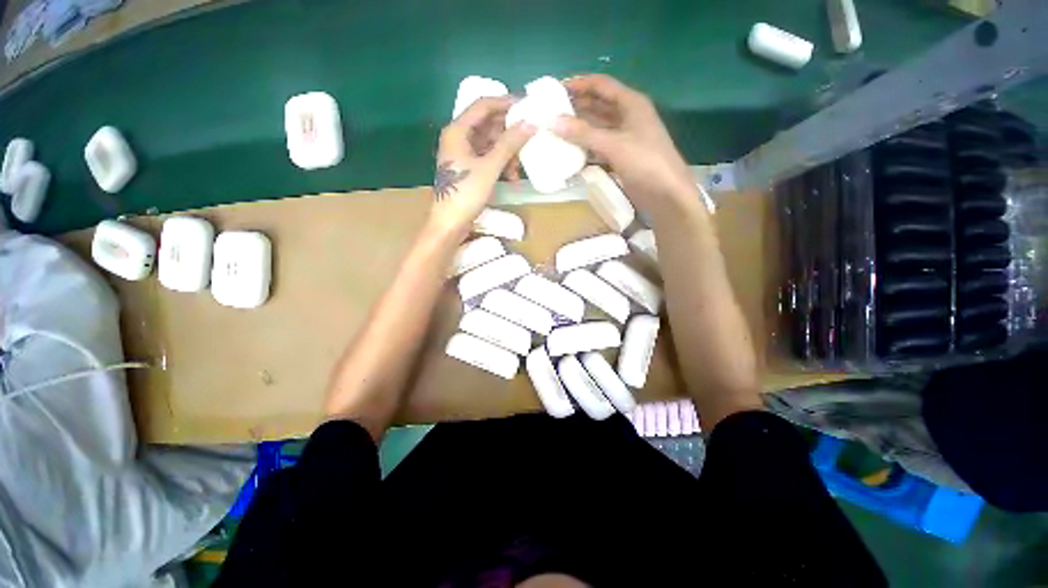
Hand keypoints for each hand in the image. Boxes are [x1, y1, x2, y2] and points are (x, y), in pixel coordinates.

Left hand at [428, 96, 535, 237]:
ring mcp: (463, 154)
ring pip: (489, 143)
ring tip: (519, 166)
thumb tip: (530, 122)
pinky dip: (500, 163)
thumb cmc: (466, 193)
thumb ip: (509, 144)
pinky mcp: (468, 168)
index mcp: (457, 131)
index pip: (483, 105)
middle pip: (487, 124)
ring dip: (506, 152)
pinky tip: (511, 176)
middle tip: (529, 136)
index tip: (527, 106)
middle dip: (508, 132)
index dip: (505, 103)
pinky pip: (487, 157)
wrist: (450, 224)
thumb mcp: (490, 167)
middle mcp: (458, 138)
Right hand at [554, 75, 698, 218]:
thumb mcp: (613, 145)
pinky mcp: (621, 156)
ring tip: (556, 131)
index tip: (555, 89)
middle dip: (576, 107)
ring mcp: (625, 137)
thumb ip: (583, 133)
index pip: (601, 85)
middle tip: (551, 113)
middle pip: (598, 105)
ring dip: (579, 129)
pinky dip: (586, 147)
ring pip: (597, 127)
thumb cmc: (645, 161)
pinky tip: (570, 151)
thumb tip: (553, 122)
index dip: (579, 84)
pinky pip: (599, 146)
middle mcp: (627, 116)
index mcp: (631, 103)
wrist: (666, 193)